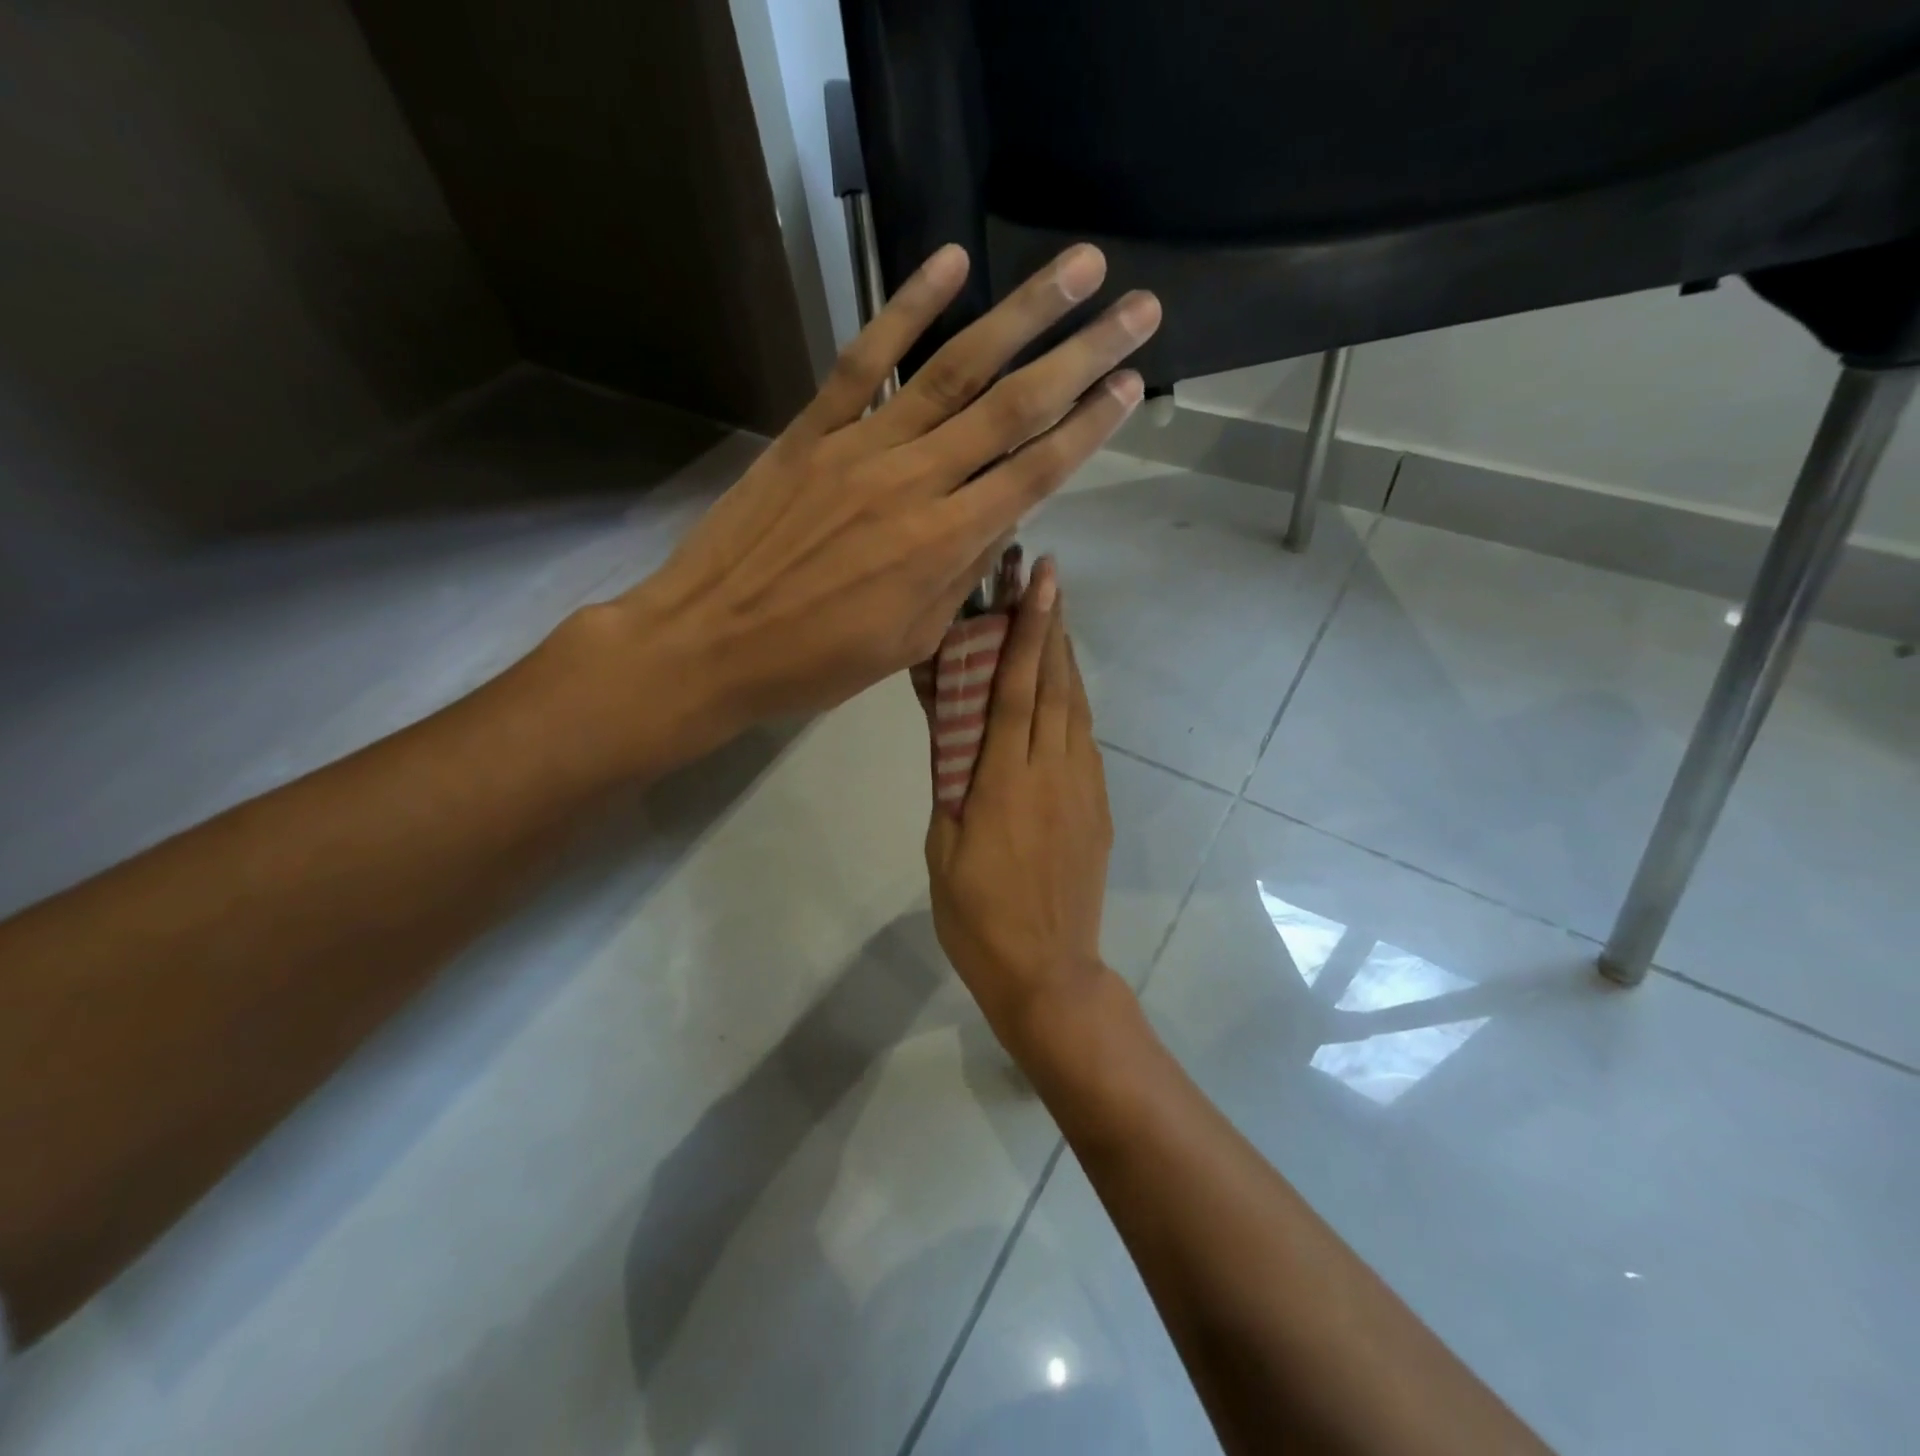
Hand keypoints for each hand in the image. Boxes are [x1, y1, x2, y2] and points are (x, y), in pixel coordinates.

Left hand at [617, 243, 1157, 729]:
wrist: (710, 644)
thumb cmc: (815, 663)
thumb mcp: (908, 643)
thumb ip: (959, 579)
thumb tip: (996, 524)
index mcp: (942, 546)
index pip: (1035, 474)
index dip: (1090, 427)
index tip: (1133, 385)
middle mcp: (914, 483)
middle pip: (1013, 409)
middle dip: (1083, 355)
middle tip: (1140, 309)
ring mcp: (860, 447)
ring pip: (954, 370)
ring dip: (1022, 314)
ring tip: (1078, 266)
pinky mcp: (811, 430)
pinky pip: (865, 359)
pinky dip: (907, 307)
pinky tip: (952, 263)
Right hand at [925, 559, 1115, 1054]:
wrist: (1046, 970)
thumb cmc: (976, 915)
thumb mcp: (944, 846)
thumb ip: (951, 781)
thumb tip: (953, 728)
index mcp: (1005, 780)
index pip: (1016, 690)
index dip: (1027, 633)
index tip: (1039, 584)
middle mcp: (1052, 771)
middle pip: (1054, 685)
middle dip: (1052, 628)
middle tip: (1048, 578)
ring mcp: (1083, 787)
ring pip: (1076, 708)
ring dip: (1066, 659)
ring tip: (1057, 619)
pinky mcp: (1098, 806)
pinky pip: (1086, 740)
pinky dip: (1074, 704)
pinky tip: (1064, 692)